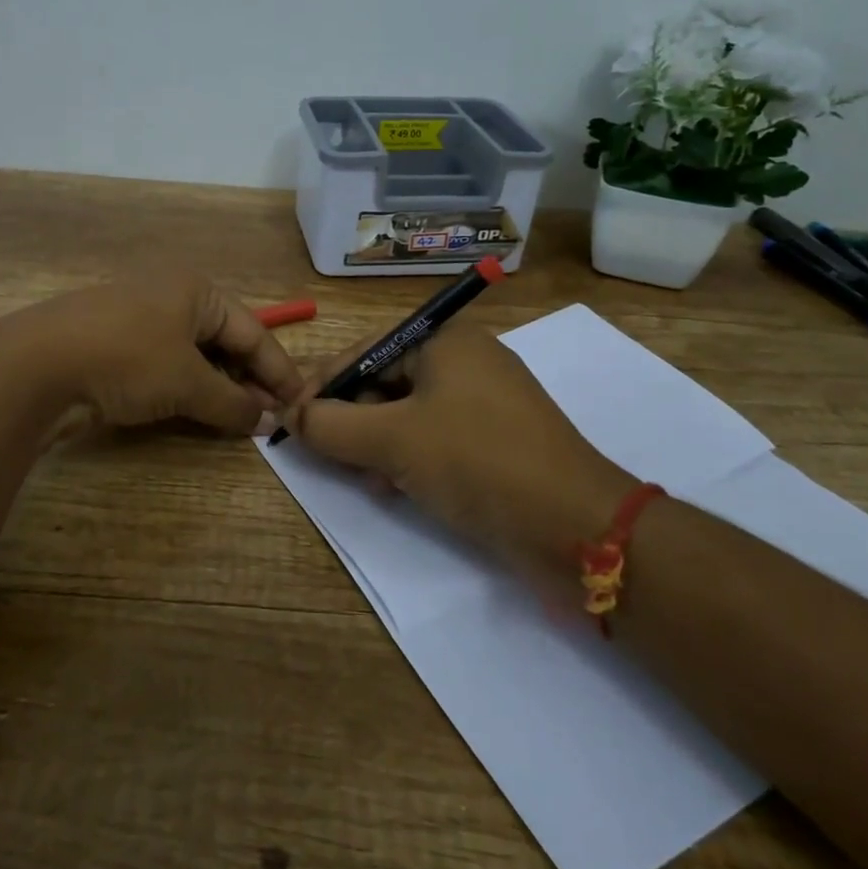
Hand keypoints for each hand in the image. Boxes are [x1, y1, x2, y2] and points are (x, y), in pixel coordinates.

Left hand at [11, 272, 306, 434]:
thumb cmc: (127, 359)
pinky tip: (197, 413)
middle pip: (225, 341)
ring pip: (195, 356)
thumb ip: (233, 402)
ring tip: (239, 420)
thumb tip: (268, 420)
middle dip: (248, 380)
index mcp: (196, 290)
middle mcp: (171, 297)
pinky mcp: (116, 346)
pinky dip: (187, 389)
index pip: (253, 331)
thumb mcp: (187, 382)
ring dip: (218, 388)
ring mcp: (140, 320)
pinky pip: (166, 366)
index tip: (301, 404)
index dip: (278, 370)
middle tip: (271, 418)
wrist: (36, 365)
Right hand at [280, 326, 632, 566]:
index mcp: (446, 341)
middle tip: (324, 451)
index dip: (323, 384)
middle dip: (351, 417)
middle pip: (386, 381)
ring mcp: (487, 403)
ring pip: (409, 414)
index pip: (365, 351)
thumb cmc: (476, 461)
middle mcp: (467, 362)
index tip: (291, 417)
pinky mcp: (499, 442)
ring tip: (362, 476)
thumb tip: (290, 415)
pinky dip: (409, 458)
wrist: (577, 527)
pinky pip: (437, 438)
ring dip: (376, 442)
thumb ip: (331, 425)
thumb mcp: (392, 440)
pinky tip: (395, 488)